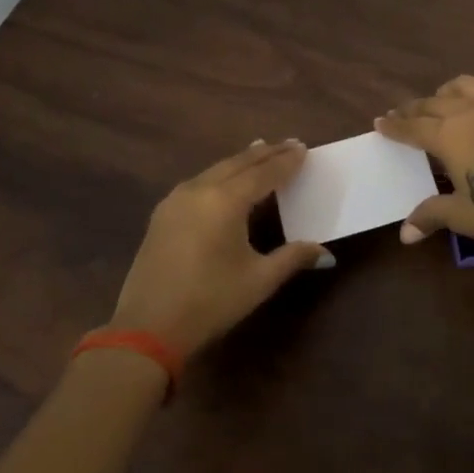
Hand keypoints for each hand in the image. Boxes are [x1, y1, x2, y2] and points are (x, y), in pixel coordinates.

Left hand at [110, 139, 332, 357]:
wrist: (147, 329)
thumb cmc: (210, 301)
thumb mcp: (259, 280)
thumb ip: (293, 258)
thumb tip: (326, 254)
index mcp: (226, 201)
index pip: (264, 173)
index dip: (286, 161)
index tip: (303, 148)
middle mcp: (199, 190)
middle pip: (238, 163)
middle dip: (265, 153)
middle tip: (289, 144)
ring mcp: (176, 200)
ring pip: (216, 169)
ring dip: (241, 161)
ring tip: (260, 152)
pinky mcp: (162, 215)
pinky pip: (199, 182)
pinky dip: (220, 174)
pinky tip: (225, 179)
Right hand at [375, 76, 473, 255]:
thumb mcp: (464, 216)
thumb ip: (432, 215)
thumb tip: (404, 233)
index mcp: (450, 135)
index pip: (413, 127)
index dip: (395, 126)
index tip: (380, 121)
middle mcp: (471, 113)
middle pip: (433, 104)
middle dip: (413, 109)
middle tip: (401, 114)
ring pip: (463, 87)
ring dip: (444, 94)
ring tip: (438, 103)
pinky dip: (472, 99)